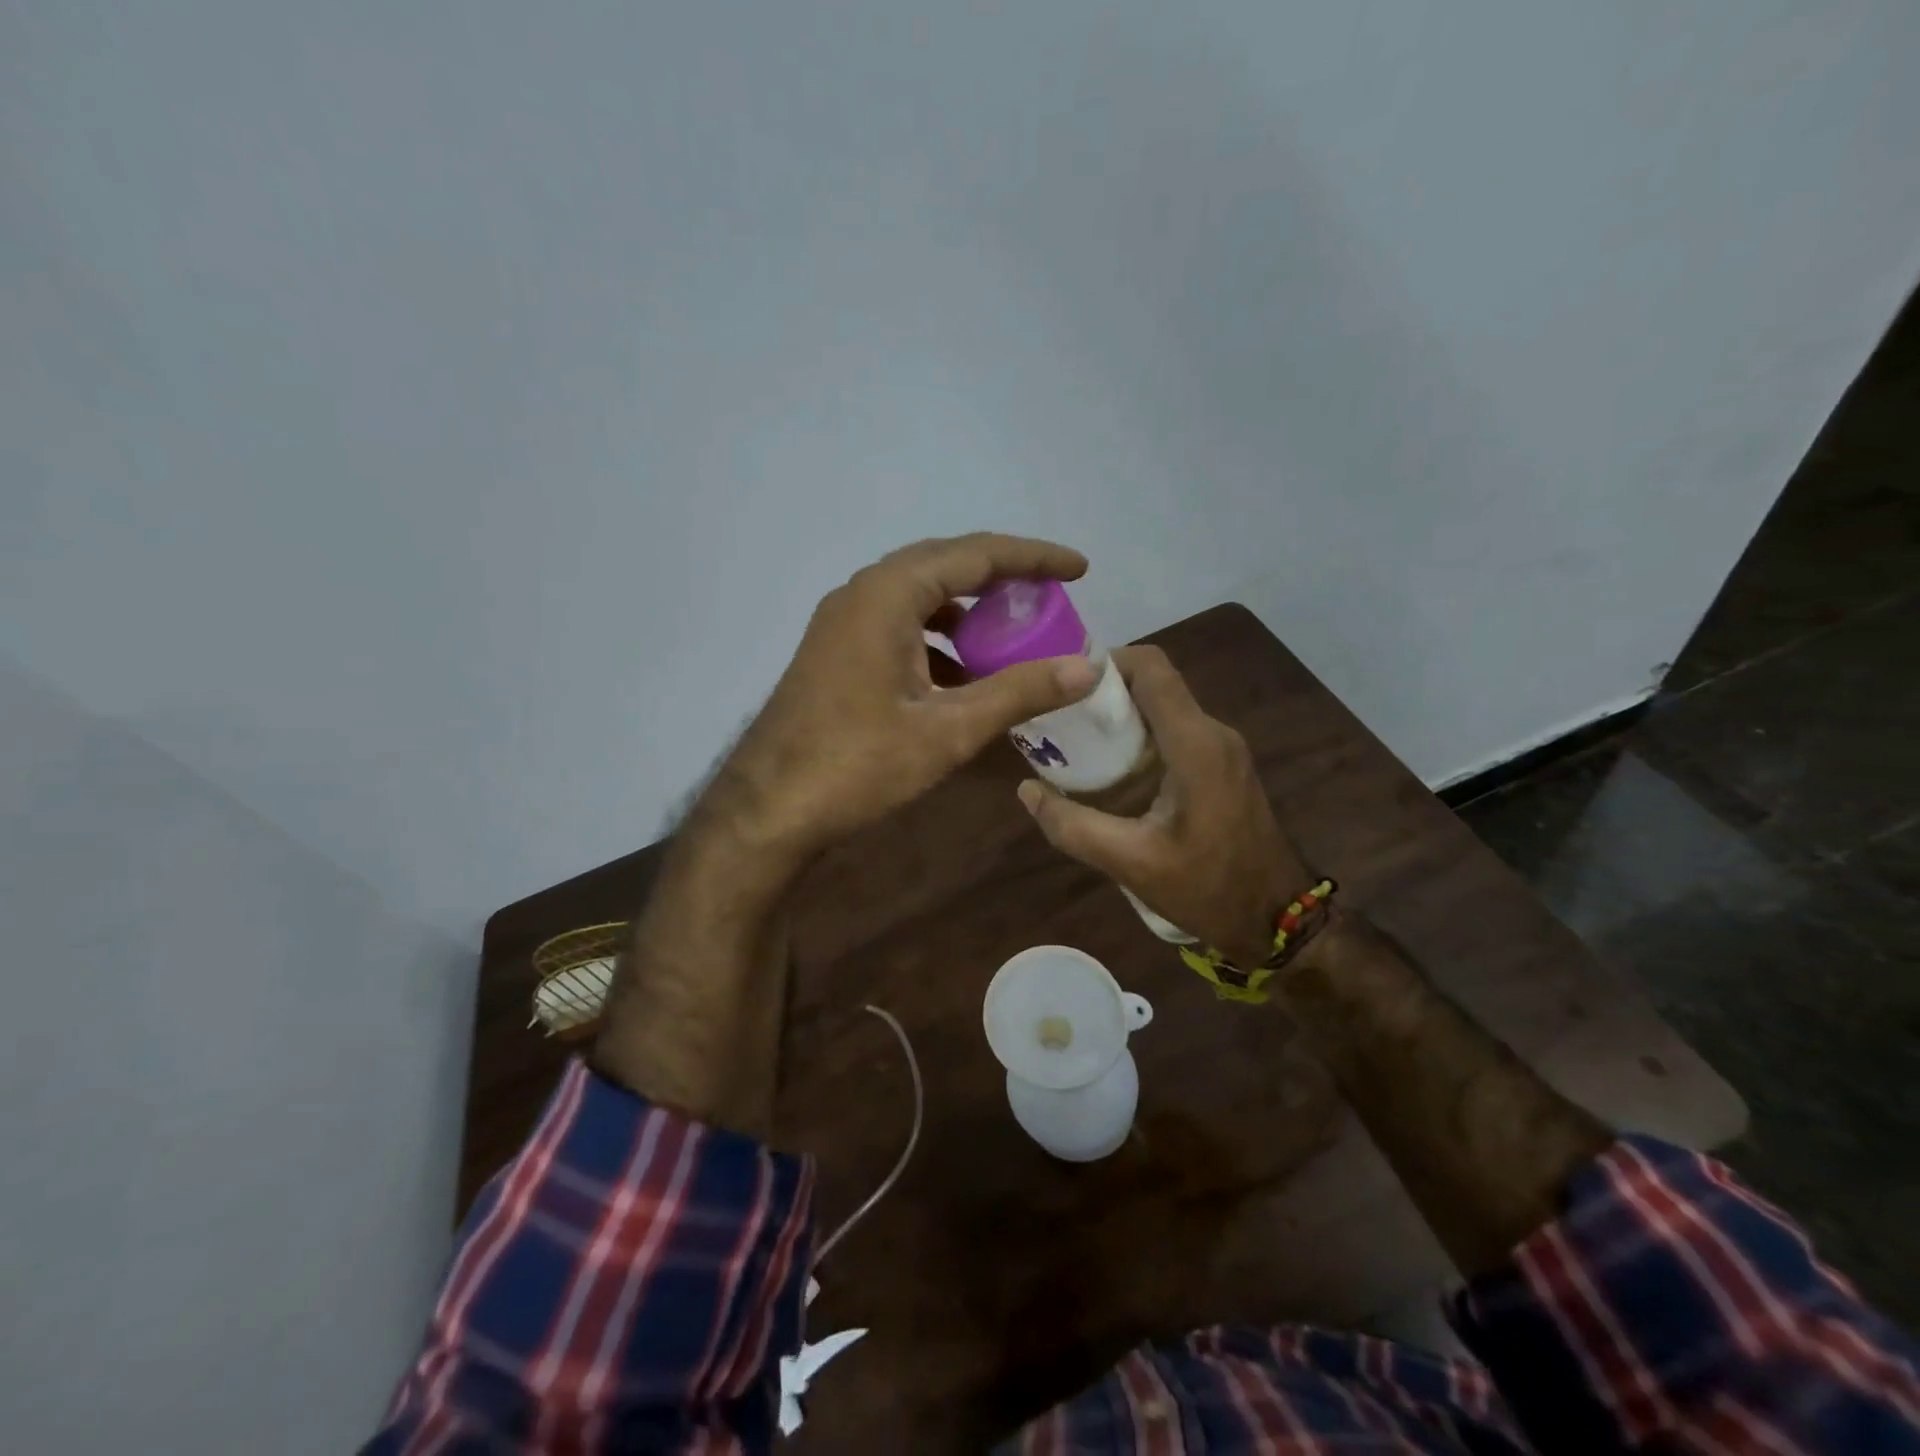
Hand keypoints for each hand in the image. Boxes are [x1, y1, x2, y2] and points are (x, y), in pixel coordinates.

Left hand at [704, 533, 1100, 872]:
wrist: (769, 808)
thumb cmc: (858, 765)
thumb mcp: (948, 730)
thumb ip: (1018, 692)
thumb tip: (1087, 667)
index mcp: (889, 594)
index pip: (976, 554)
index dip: (1034, 558)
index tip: (1079, 568)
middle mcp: (862, 592)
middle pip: (946, 564)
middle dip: (1002, 577)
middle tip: (1051, 593)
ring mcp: (843, 621)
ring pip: (919, 596)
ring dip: (968, 609)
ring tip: (1012, 633)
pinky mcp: (836, 650)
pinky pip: (898, 624)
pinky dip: (938, 638)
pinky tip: (961, 674)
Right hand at [1016, 645, 1309, 966]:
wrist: (1275, 919)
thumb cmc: (1207, 888)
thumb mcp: (1130, 862)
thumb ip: (1073, 825)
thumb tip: (1027, 791)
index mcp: (1195, 744)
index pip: (1151, 669)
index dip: (1105, 662)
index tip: (1062, 685)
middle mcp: (1213, 733)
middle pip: (1154, 684)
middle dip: (1104, 692)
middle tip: (1059, 718)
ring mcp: (1223, 748)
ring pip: (1164, 707)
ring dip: (1120, 715)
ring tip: (1076, 742)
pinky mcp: (1223, 765)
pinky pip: (1175, 731)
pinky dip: (1139, 737)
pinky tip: (1112, 770)